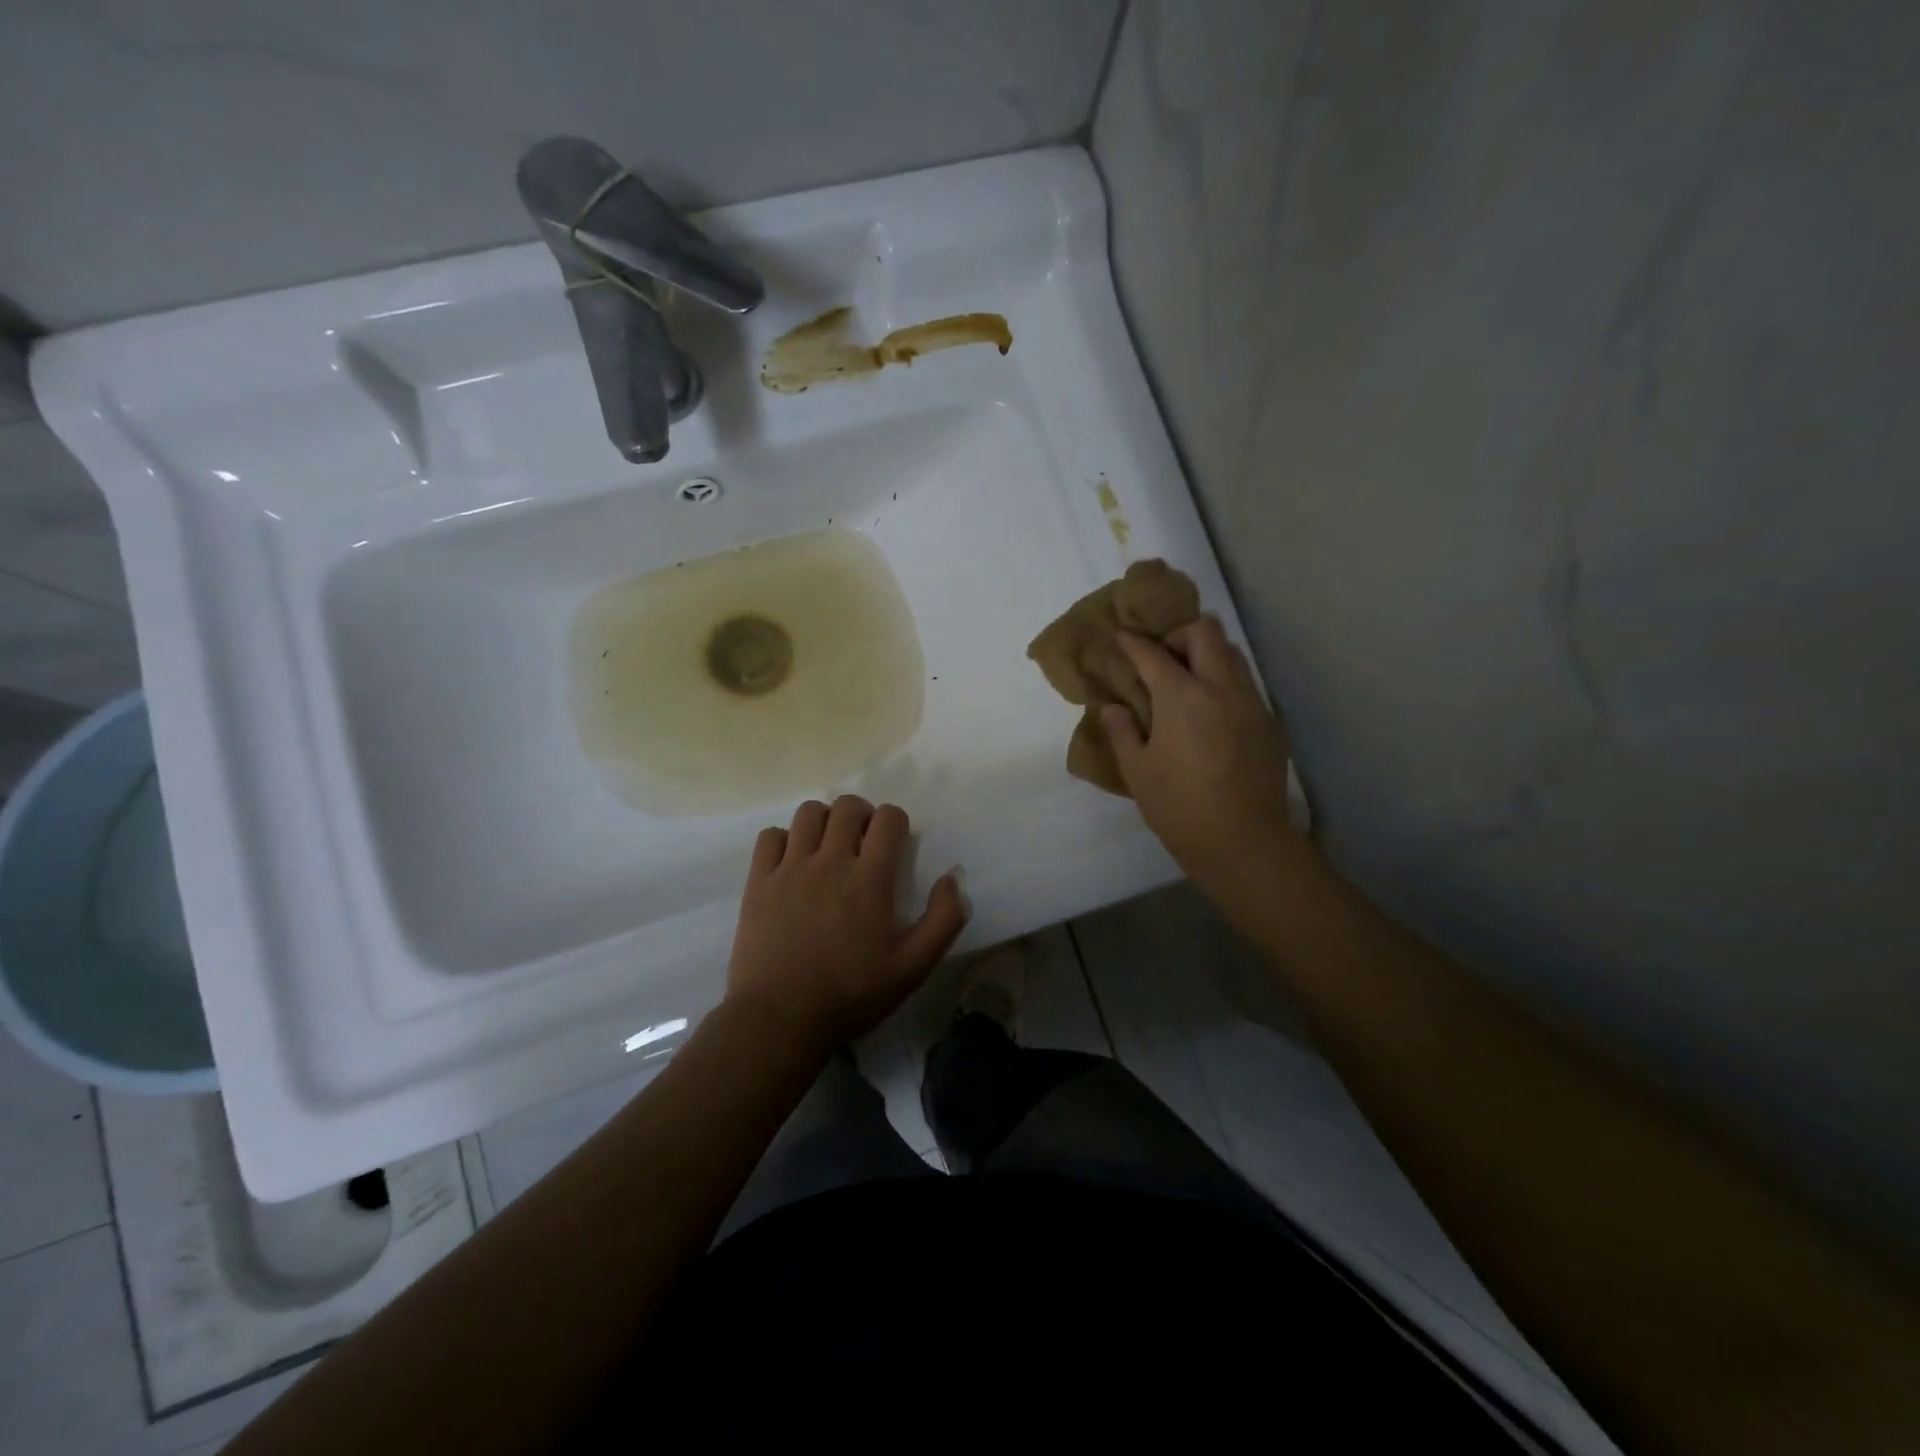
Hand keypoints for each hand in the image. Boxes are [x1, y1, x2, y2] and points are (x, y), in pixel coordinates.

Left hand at [725, 796, 965, 1052]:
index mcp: (870, 878)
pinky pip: (769, 836)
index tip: (894, 845)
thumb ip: (943, 920)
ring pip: (808, 813)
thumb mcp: (912, 968)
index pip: (888, 818)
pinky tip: (791, 862)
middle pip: (847, 806)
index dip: (896, 823)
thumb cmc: (850, 995)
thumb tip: (953, 877)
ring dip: (824, 821)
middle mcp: (830, 861)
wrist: (780, 1019)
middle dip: (862, 815)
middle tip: (862, 843)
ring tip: (827, 847)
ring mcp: (790, 868)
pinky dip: (784, 839)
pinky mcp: (758, 881)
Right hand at [1104, 617, 1299, 889]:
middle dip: (1179, 635)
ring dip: (1207, 655)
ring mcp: (1251, 703)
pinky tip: (1212, 714)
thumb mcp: (1137, 770)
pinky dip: (1225, 683)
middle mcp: (1221, 688)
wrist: (1242, 841)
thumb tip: (1113, 708)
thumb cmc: (1178, 806)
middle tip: (1162, 658)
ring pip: (1232, 654)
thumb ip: (1122, 731)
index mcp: (1181, 697)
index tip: (1122, 637)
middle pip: (1205, 632)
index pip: (1153, 653)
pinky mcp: (1269, 722)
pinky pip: (1246, 684)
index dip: (1133, 642)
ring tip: (1188, 681)